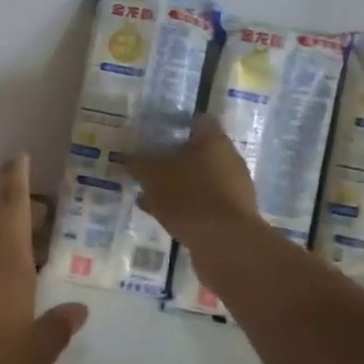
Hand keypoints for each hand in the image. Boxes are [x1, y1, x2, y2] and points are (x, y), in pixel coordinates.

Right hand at [130, 114, 260, 247]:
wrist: (226, 244)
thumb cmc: (188, 197)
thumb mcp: (152, 177)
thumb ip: (139, 164)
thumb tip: (128, 156)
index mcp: (213, 140)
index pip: (197, 120)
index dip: (176, 123)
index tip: (156, 132)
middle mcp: (229, 158)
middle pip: (199, 150)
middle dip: (174, 157)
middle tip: (149, 164)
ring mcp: (235, 187)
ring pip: (200, 177)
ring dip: (179, 183)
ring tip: (151, 193)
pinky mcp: (234, 212)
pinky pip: (205, 201)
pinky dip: (187, 204)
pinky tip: (165, 214)